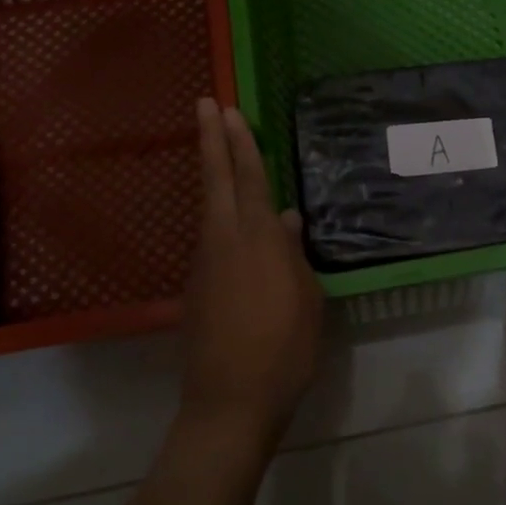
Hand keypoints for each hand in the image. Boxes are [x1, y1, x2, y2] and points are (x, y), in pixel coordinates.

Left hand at [183, 98, 323, 440]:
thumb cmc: (285, 349)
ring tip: (217, 147)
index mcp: (259, 241)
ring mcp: (206, 264)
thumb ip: (295, 256)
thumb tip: (288, 221)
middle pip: (216, 181)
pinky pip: (211, 236)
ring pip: (209, 207)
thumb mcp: (307, 300)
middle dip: (211, 140)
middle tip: (205, 103)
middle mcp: (226, 242)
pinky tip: (233, 219)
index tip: (228, 110)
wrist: (231, 401)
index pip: (250, 180)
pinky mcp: (198, 287)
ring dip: (212, 173)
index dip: (240, 143)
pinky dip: (218, 213)